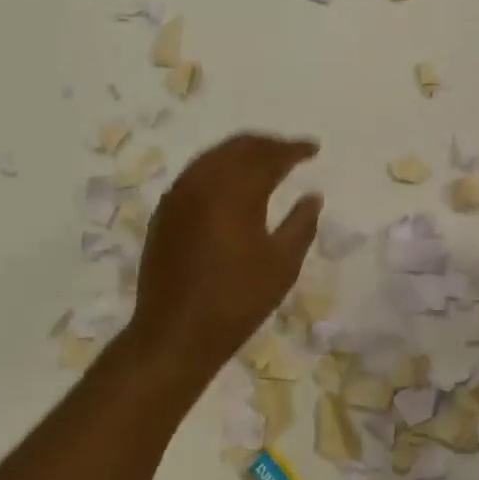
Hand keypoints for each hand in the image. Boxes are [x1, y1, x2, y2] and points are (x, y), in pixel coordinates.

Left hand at [128, 133, 322, 376]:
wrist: (175, 333)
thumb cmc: (237, 300)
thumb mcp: (282, 265)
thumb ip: (301, 224)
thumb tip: (313, 196)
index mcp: (235, 190)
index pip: (269, 155)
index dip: (294, 149)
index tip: (314, 149)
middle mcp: (203, 182)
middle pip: (238, 147)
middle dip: (266, 145)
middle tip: (290, 152)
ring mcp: (178, 196)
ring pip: (213, 157)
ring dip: (240, 154)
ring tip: (263, 164)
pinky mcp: (164, 213)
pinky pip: (195, 175)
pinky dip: (218, 169)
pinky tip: (230, 187)